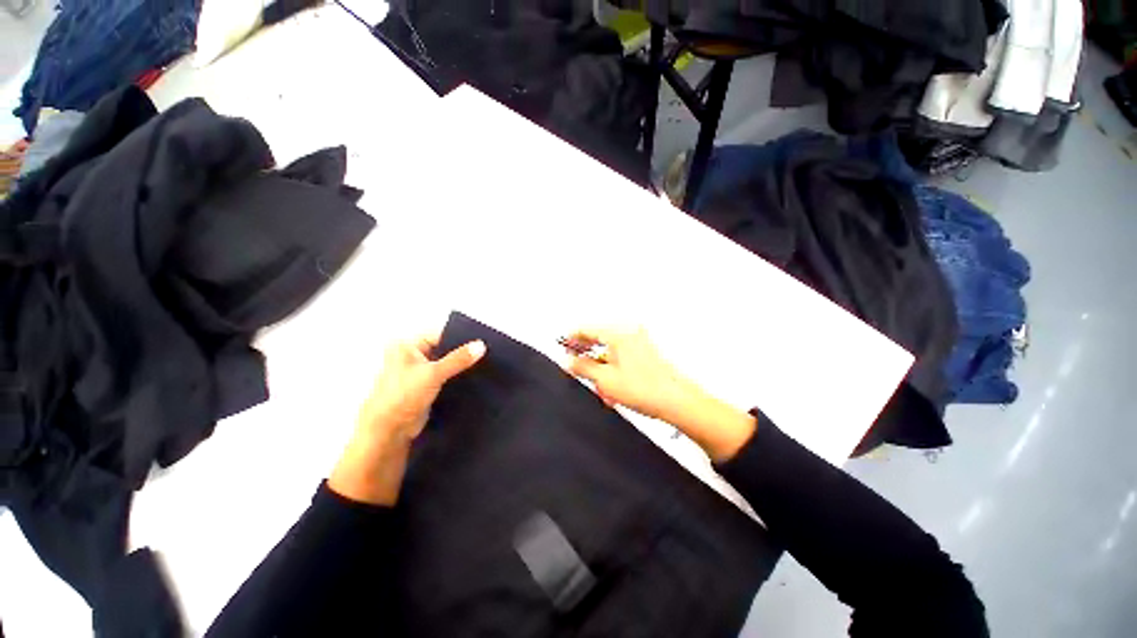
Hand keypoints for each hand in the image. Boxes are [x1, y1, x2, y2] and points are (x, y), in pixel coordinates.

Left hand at [329, 335, 485, 504]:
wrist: (389, 432)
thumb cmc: (401, 397)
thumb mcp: (433, 373)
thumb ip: (458, 359)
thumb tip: (480, 346)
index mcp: (407, 346)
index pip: (440, 334)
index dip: (460, 337)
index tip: (481, 340)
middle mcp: (411, 356)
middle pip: (444, 348)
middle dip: (461, 352)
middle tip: (485, 352)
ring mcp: (418, 372)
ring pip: (446, 364)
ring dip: (459, 366)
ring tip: (482, 364)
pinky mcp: (426, 387)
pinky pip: (445, 377)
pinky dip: (456, 377)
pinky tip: (473, 378)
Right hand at [562, 328, 755, 461]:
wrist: (676, 400)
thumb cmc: (644, 388)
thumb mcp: (604, 379)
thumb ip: (583, 367)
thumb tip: (569, 362)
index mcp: (618, 333)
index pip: (587, 329)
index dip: (572, 338)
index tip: (563, 346)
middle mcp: (630, 332)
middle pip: (599, 336)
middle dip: (586, 351)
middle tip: (575, 364)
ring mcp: (640, 341)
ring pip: (610, 348)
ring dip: (600, 362)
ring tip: (596, 382)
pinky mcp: (646, 351)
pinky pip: (622, 354)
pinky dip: (612, 365)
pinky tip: (611, 384)